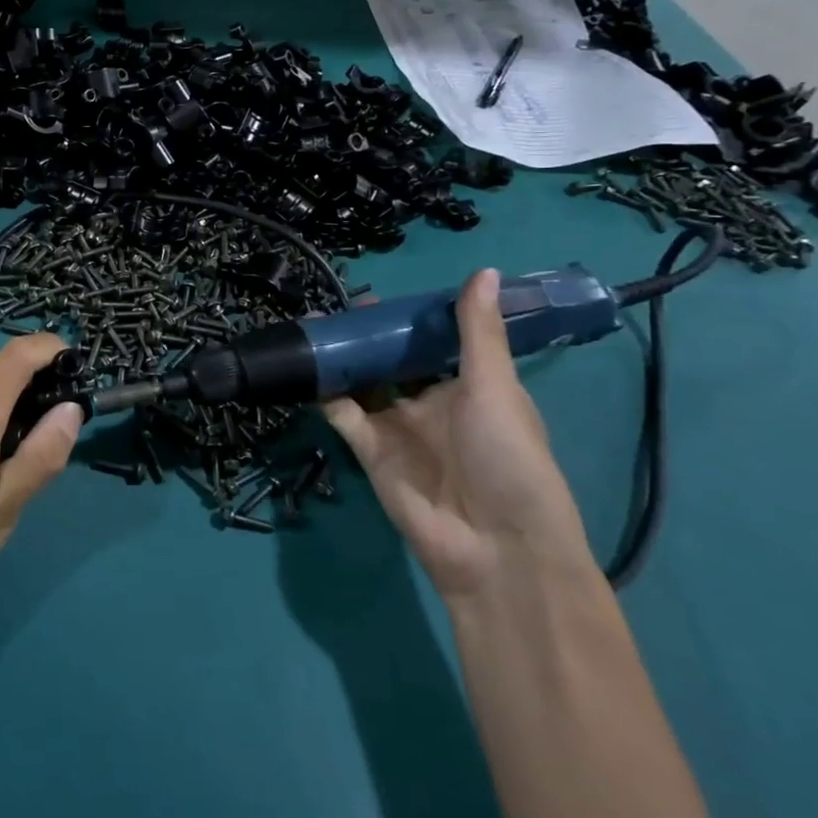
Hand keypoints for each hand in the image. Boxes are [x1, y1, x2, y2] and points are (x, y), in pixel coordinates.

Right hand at [322, 269, 594, 598]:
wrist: (495, 548)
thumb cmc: (508, 459)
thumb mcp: (495, 388)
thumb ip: (478, 333)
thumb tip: (481, 269)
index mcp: (469, 387)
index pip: (435, 343)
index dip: (411, 318)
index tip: (385, 293)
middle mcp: (430, 404)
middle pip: (393, 360)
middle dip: (370, 335)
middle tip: (344, 307)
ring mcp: (397, 428)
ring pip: (363, 383)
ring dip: (344, 358)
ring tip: (318, 327)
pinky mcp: (370, 451)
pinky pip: (343, 414)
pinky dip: (325, 393)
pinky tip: (309, 367)